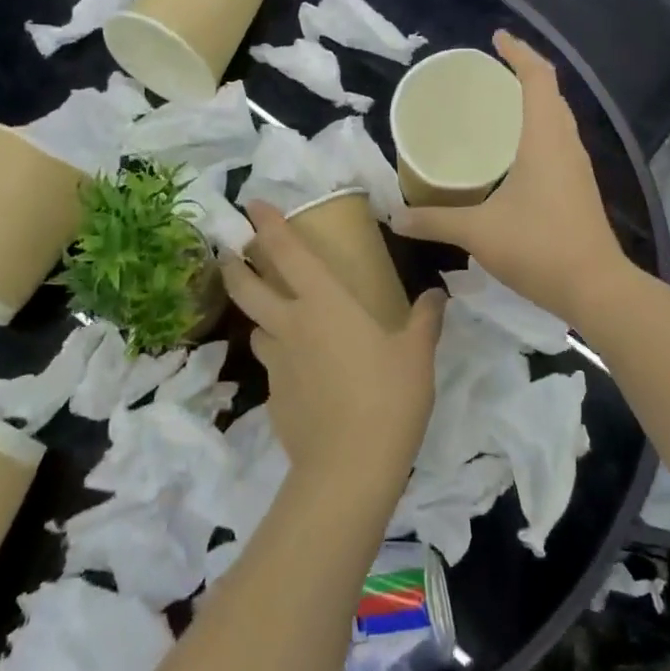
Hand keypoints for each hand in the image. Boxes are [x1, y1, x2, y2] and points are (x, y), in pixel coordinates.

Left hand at [221, 204, 445, 493]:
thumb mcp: (417, 354)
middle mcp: (291, 324)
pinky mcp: (273, 396)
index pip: (286, 251)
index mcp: (324, 303)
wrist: (349, 466)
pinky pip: (272, 365)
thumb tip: (437, 293)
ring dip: (259, 316)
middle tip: (232, 254)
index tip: (252, 204)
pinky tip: (302, 372)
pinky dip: (280, 358)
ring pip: (256, 328)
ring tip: (276, 317)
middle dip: (234, 264)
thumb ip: (425, 319)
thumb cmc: (388, 397)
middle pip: (246, 286)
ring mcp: (277, 363)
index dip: (266, 223)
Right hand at [392, 31, 629, 326]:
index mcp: (545, 138)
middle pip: (550, 92)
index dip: (519, 52)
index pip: (538, 77)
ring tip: (498, 105)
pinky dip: (537, 129)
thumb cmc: (538, 247)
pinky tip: (513, 152)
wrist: (596, 288)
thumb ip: (434, 220)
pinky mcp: (578, 187)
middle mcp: (566, 143)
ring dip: (533, 101)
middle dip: (523, 73)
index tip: (496, 37)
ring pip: (557, 118)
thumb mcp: (478, 232)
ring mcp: (577, 166)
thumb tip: (395, 218)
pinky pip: (557, 141)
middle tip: (488, 72)